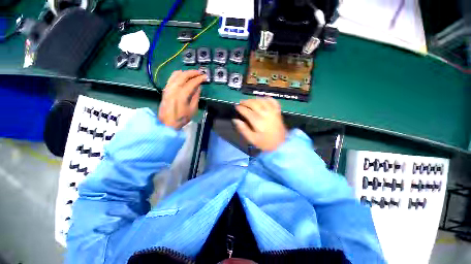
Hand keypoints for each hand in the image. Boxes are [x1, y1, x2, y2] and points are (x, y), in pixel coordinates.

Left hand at [158, 70, 206, 129]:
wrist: (167, 123)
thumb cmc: (182, 118)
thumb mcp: (192, 109)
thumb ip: (196, 97)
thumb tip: (198, 87)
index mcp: (182, 94)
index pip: (192, 83)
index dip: (199, 79)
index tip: (205, 77)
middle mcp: (174, 88)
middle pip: (183, 75)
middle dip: (192, 73)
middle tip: (200, 73)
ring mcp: (168, 88)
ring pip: (176, 74)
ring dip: (185, 72)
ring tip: (192, 74)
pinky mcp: (165, 89)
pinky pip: (171, 78)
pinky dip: (178, 74)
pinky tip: (182, 76)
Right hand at [233, 97, 286, 151]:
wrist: (281, 145)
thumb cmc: (264, 143)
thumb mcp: (252, 139)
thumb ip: (243, 129)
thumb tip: (235, 120)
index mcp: (258, 122)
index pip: (247, 111)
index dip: (240, 108)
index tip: (236, 107)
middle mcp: (265, 114)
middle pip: (254, 103)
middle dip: (246, 102)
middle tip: (241, 103)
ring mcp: (273, 112)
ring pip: (262, 100)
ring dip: (254, 99)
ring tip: (250, 101)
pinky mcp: (278, 112)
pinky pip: (273, 101)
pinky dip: (267, 98)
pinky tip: (263, 99)